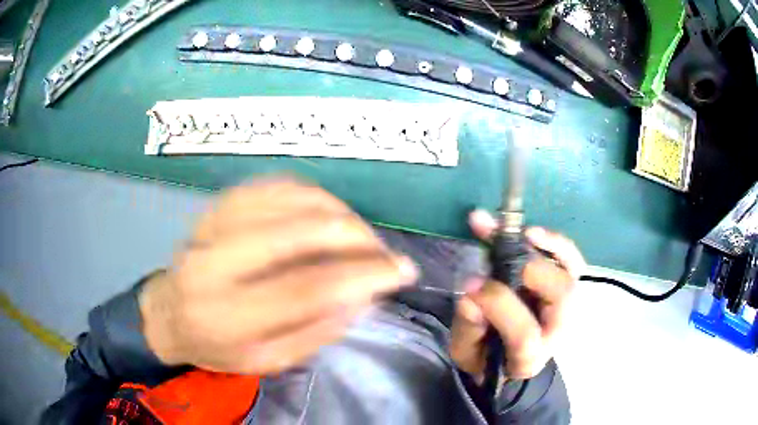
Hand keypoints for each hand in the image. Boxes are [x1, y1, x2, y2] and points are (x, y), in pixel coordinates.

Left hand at [139, 177, 416, 374]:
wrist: (169, 312)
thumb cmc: (217, 345)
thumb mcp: (268, 361)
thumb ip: (316, 332)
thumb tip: (364, 295)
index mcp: (228, 314)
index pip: (307, 289)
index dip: (364, 276)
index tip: (402, 272)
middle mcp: (216, 262)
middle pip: (298, 231)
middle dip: (355, 235)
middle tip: (382, 249)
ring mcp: (214, 224)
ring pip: (289, 199)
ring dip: (338, 211)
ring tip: (358, 234)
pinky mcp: (218, 205)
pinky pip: (273, 185)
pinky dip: (310, 193)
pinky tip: (327, 211)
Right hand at [450, 210, 584, 380]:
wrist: (509, 357)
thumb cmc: (485, 356)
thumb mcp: (466, 351)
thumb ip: (468, 327)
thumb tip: (471, 294)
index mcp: (528, 357)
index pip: (524, 333)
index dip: (499, 305)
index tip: (470, 284)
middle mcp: (556, 331)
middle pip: (561, 296)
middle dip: (529, 269)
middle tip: (499, 253)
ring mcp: (566, 307)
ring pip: (570, 272)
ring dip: (546, 246)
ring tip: (521, 231)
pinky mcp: (566, 287)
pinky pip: (571, 260)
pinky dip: (556, 243)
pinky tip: (533, 232)